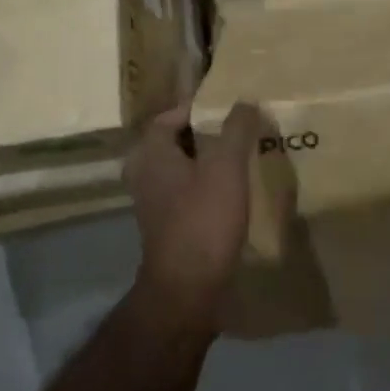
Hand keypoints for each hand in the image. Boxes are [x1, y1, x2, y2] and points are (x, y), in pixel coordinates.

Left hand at [124, 101, 261, 333]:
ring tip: (240, 158)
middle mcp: (144, 173)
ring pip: (182, 168)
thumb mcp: (227, 166)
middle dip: (206, 135)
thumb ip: (236, 128)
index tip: (230, 109)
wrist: (187, 290)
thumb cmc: (203, 218)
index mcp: (151, 152)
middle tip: (238, 131)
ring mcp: (152, 202)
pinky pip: (186, 192)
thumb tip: (245, 100)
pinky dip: (205, 186)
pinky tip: (232, 192)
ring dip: (207, 161)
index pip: (171, 115)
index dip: (200, 109)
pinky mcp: (165, 226)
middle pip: (177, 141)